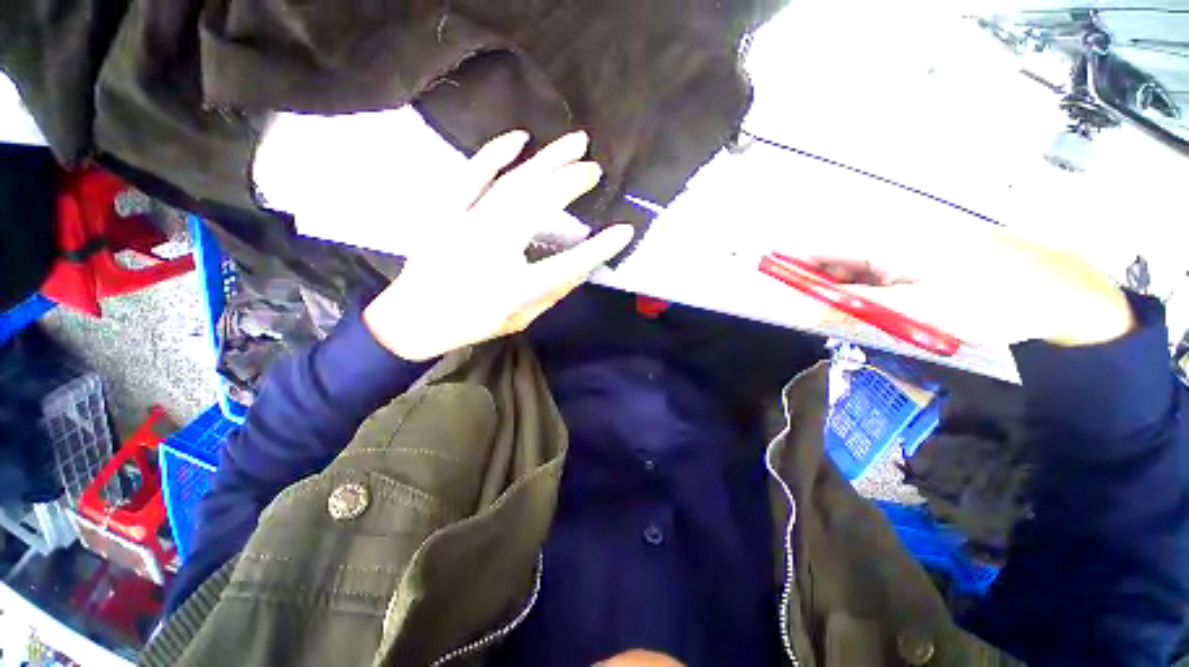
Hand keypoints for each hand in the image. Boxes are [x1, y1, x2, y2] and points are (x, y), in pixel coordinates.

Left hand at [363, 130, 633, 360]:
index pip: (567, 266)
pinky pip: (471, 176)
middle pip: (538, 208)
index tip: (624, 231)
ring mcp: (465, 226)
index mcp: (514, 288)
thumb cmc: (474, 322)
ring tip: (575, 143)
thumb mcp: (522, 318)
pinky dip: (495, 154)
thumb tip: (582, 266)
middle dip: (571, 184)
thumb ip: (553, 292)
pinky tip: (519, 139)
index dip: (599, 249)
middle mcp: (491, 251)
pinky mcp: (446, 212)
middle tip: (595, 169)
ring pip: (512, 185)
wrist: (414, 319)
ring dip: (546, 161)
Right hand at [790, 218, 1134, 348]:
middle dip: (816, 289)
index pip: (821, 251)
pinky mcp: (920, 271)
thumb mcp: (915, 310)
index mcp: (886, 245)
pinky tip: (872, 317)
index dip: (792, 264)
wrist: (1058, 297)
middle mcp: (890, 246)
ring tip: (841, 322)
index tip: (767, 279)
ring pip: (855, 277)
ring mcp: (907, 258)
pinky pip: (878, 284)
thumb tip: (806, 311)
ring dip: (842, 299)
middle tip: (808, 316)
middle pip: (835, 264)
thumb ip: (855, 308)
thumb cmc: (988, 300)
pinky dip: (867, 301)